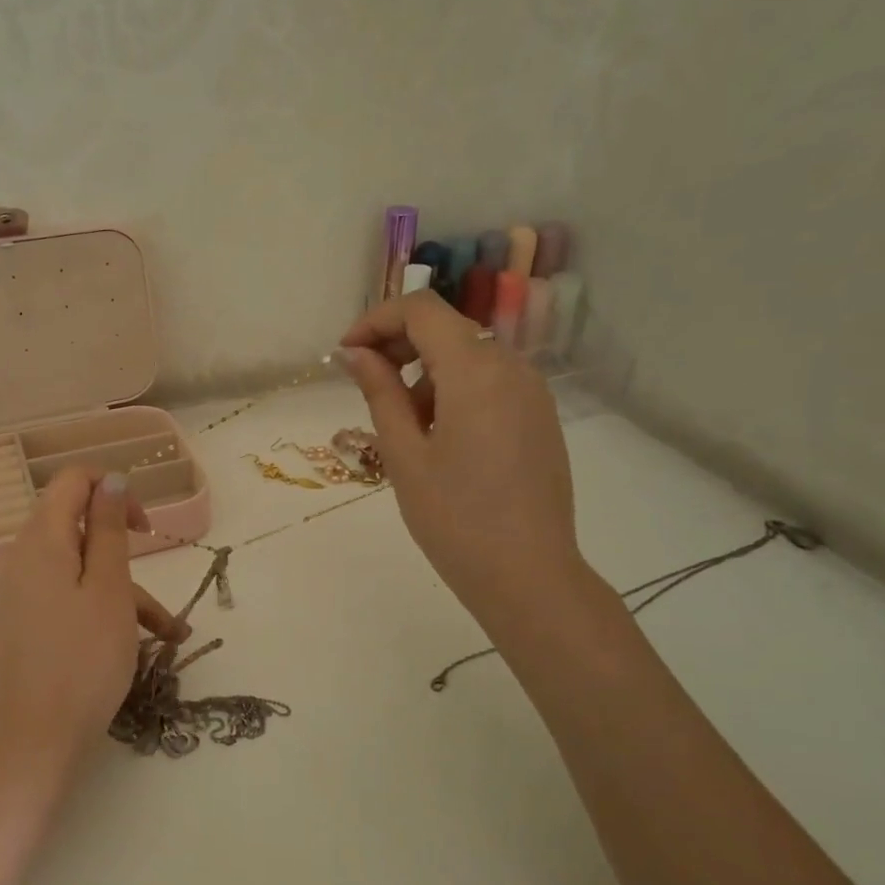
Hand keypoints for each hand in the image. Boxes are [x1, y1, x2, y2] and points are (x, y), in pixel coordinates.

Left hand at [0, 468, 186, 786]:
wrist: (34, 741)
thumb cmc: (83, 659)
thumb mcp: (109, 588)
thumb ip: (108, 528)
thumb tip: (110, 479)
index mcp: (40, 540)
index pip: (72, 481)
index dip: (112, 490)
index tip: (143, 525)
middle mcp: (21, 560)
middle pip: (77, 529)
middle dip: (124, 549)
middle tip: (159, 573)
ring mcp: (18, 596)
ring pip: (78, 572)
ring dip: (124, 592)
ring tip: (170, 633)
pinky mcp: (22, 626)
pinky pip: (66, 600)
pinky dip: (101, 611)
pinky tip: (137, 644)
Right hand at [336, 290, 583, 620]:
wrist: (528, 575)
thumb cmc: (454, 518)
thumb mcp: (403, 453)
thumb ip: (379, 392)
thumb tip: (354, 353)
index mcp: (475, 370)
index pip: (421, 309)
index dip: (376, 321)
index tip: (346, 356)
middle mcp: (511, 366)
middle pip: (446, 327)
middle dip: (398, 345)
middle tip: (365, 386)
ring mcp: (532, 391)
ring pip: (467, 355)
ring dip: (425, 373)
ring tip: (404, 429)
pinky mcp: (539, 416)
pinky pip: (489, 381)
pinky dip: (454, 390)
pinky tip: (440, 438)